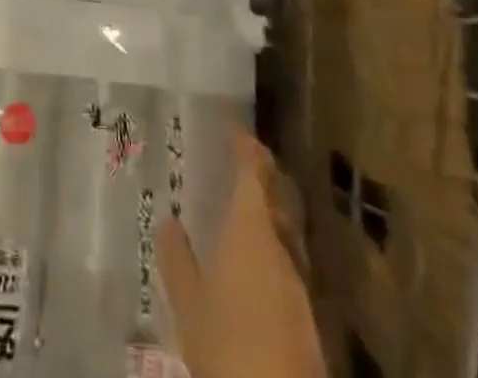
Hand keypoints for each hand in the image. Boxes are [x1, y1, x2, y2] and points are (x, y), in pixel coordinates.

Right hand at [160, 130, 324, 377]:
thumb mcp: (189, 306)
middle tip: (240, 164)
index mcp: (252, 230)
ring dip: (268, 215)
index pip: (254, 172)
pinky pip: (288, 266)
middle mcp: (282, 247)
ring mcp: (300, 285)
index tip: (235, 130)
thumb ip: (177, 260)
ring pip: (285, 233)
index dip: (246, 148)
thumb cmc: (228, 348)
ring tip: (243, 213)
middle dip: (262, 178)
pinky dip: (273, 252)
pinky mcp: (309, 319)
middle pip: (277, 198)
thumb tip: (168, 222)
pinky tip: (256, 269)